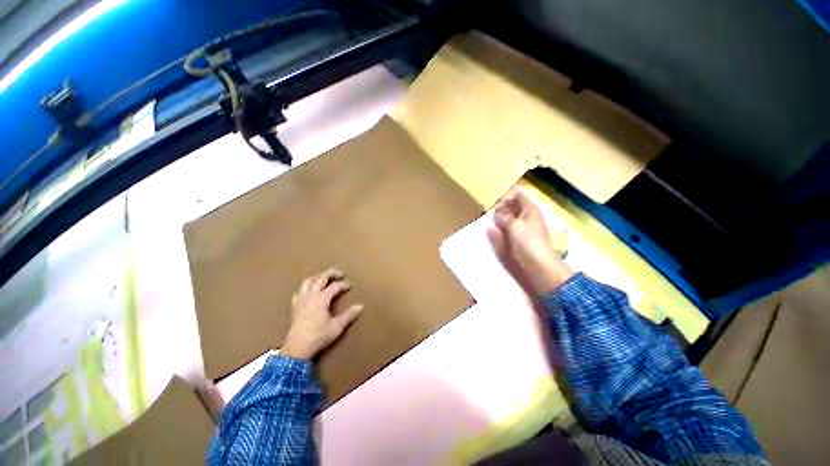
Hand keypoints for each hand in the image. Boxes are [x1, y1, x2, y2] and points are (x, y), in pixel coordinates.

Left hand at [281, 268, 363, 359]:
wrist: (296, 349)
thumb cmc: (318, 336)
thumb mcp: (337, 327)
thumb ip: (349, 315)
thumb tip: (361, 306)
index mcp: (321, 298)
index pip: (335, 286)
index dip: (344, 285)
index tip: (350, 286)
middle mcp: (311, 295)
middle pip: (321, 278)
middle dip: (332, 273)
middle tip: (340, 274)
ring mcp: (301, 300)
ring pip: (308, 281)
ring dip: (318, 277)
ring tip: (325, 279)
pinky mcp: (295, 306)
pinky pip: (300, 291)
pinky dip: (307, 287)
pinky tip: (310, 291)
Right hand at [487, 188, 574, 295]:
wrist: (538, 264)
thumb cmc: (527, 241)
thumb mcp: (513, 226)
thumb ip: (503, 218)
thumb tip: (496, 214)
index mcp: (530, 209)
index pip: (519, 195)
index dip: (509, 194)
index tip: (496, 195)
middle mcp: (528, 216)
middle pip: (514, 206)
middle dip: (503, 206)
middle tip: (491, 209)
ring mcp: (524, 228)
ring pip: (511, 217)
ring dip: (501, 217)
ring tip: (490, 218)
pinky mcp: (520, 239)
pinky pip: (509, 228)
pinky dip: (502, 227)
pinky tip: (494, 229)